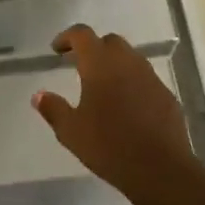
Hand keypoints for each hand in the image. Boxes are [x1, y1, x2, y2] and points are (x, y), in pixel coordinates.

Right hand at [34, 25, 193, 204]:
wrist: (161, 169)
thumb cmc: (109, 146)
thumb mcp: (71, 132)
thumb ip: (53, 109)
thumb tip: (39, 95)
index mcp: (100, 64)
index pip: (82, 34)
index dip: (67, 37)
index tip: (57, 50)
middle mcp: (127, 62)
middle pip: (109, 41)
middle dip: (93, 48)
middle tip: (80, 66)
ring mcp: (150, 77)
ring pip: (129, 58)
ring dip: (114, 64)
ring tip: (103, 86)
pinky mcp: (166, 94)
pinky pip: (145, 78)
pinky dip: (132, 82)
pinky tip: (126, 105)